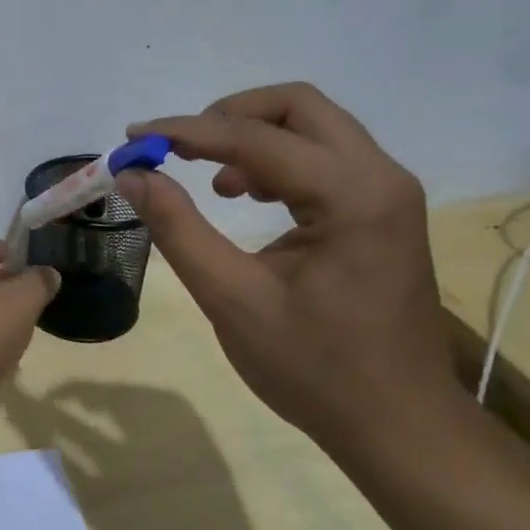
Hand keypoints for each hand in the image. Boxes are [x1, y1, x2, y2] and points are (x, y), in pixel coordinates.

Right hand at [116, 83, 462, 451]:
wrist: (396, 423)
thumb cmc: (313, 368)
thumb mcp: (231, 298)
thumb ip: (178, 228)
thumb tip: (133, 177)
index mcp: (352, 195)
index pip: (256, 137)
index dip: (187, 131)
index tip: (134, 139)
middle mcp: (380, 178)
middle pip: (298, 106)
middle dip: (228, 115)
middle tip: (176, 146)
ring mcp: (386, 193)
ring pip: (313, 127)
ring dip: (252, 137)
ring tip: (205, 178)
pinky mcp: (380, 212)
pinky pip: (323, 160)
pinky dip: (275, 161)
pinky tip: (243, 196)